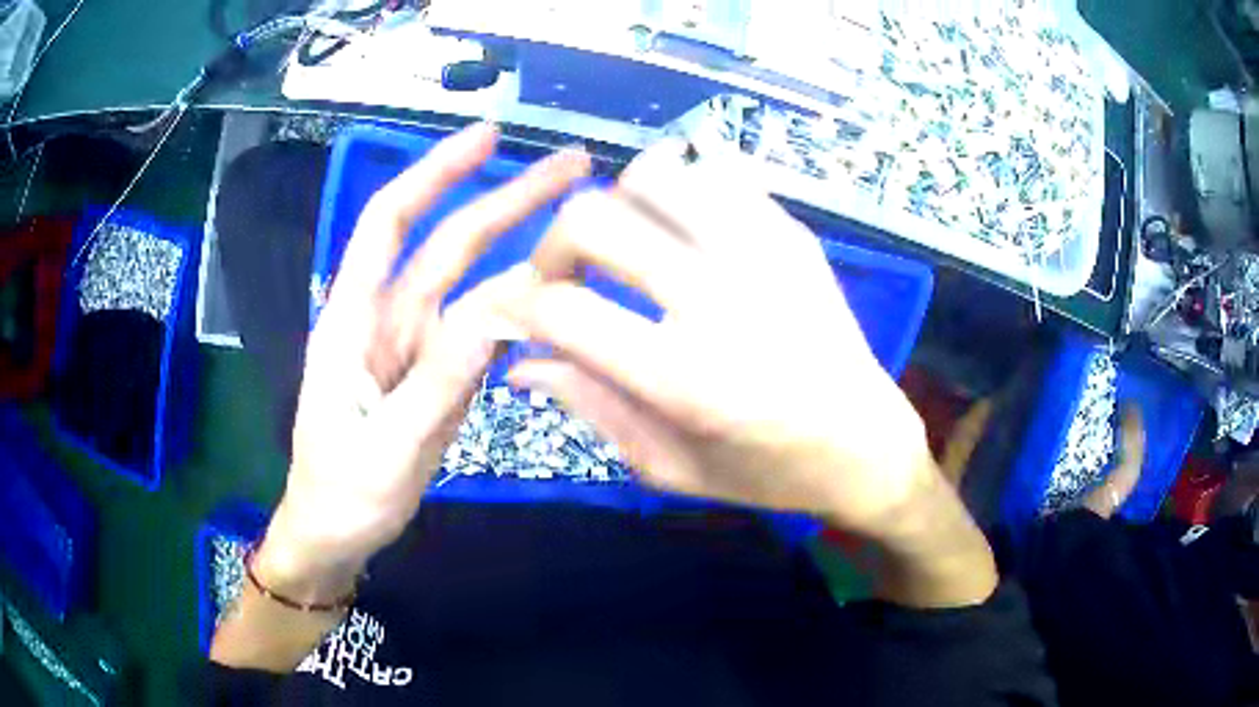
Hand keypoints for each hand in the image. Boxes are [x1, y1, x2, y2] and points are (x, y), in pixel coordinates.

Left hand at [259, 124, 589, 597]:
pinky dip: (518, 309)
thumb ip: (441, 382)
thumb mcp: (388, 447)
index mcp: (354, 323)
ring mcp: (415, 350)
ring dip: (523, 252)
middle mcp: (386, 321)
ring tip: (583, 231)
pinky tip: (558, 295)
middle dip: (505, 198)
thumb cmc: (342, 496)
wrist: (335, 537)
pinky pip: (481, 333)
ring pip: (472, 287)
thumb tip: (502, 311)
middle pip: (448, 245)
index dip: (434, 173)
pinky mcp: (436, 378)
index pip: (390, 224)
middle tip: (572, 166)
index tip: (488, 137)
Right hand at [502, 141, 995, 606]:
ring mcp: (764, 254)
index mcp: (684, 378)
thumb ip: (589, 405)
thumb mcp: (668, 466)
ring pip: (653, 175)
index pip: (562, 310)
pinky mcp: (793, 235)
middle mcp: (721, 300)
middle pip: (593, 218)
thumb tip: (520, 360)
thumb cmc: (766, 472)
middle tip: (566, 278)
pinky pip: (717, 175)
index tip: (521, 314)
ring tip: (628, 248)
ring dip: (619, 208)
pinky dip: (682, 192)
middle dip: (554, 246)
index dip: (521, 306)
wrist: (866, 446)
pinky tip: (685, 231)